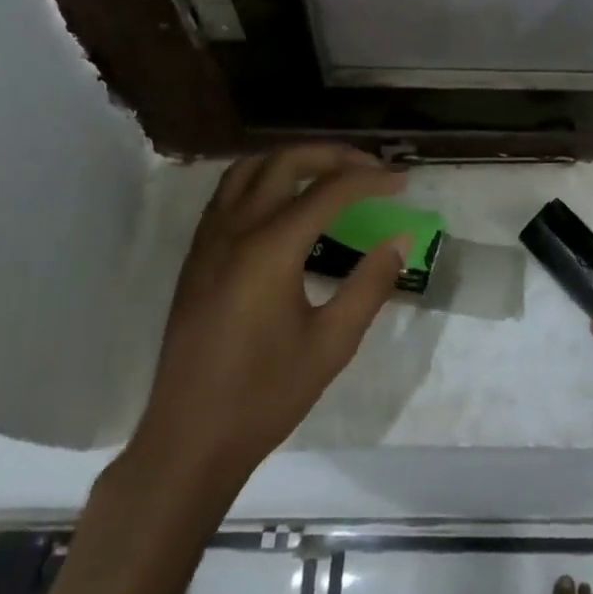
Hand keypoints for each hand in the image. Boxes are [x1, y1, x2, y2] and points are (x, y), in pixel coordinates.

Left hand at [129, 144, 409, 488]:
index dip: (370, 179)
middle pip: (284, 162)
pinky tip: (284, 203)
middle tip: (370, 168)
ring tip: (329, 174)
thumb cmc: (266, 395)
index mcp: (269, 249)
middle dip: (332, 155)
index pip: (328, 190)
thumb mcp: (332, 344)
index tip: (402, 183)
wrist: (190, 438)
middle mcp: (234, 230)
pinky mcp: (196, 256)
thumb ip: (370, 285)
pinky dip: (262, 178)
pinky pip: (228, 192)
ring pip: (248, 168)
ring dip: (292, 159)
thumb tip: (399, 240)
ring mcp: (208, 240)